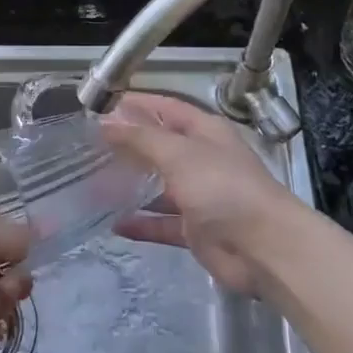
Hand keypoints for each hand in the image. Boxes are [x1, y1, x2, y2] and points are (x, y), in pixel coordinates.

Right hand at [100, 92, 300, 294]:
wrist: (264, 248)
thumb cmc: (223, 189)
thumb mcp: (179, 154)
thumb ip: (141, 138)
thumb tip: (105, 122)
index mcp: (205, 132)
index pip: (166, 108)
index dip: (136, 104)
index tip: (100, 105)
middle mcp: (202, 159)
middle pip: (160, 146)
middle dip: (128, 145)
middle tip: (88, 146)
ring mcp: (200, 196)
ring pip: (159, 186)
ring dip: (132, 185)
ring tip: (94, 183)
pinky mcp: (196, 230)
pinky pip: (162, 224)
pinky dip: (142, 224)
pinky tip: (115, 225)